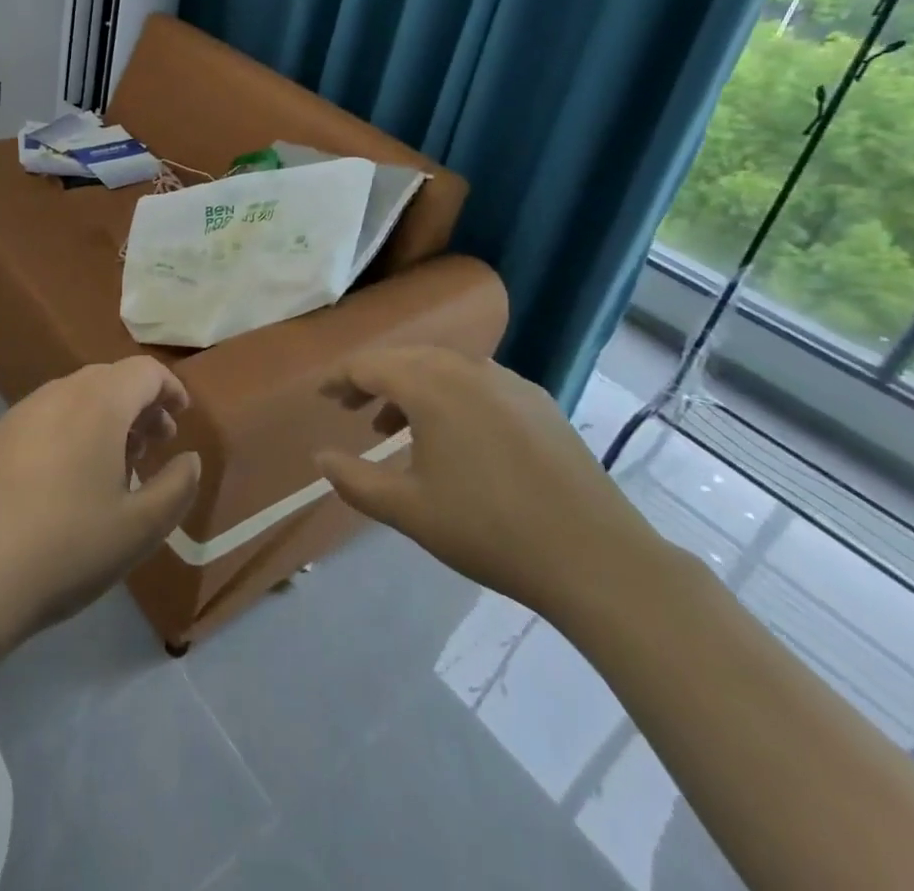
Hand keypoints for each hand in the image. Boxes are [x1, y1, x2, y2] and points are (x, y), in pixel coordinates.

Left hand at [0, 357, 202, 643]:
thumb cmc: (69, 547)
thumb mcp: (141, 527)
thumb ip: (178, 486)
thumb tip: (189, 459)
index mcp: (98, 403)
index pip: (144, 371)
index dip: (170, 389)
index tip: (182, 420)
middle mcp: (59, 393)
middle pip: (111, 379)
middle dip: (140, 405)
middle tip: (154, 446)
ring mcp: (23, 412)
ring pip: (78, 395)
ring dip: (107, 416)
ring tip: (116, 466)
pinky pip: (49, 415)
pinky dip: (74, 427)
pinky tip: (71, 478)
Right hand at [316, 346, 658, 622]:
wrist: (594, 556)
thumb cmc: (488, 529)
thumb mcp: (408, 510)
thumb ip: (354, 480)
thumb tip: (320, 457)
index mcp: (430, 385)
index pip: (369, 366)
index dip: (339, 379)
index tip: (322, 397)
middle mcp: (467, 368)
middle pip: (405, 358)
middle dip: (373, 380)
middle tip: (351, 408)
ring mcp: (508, 381)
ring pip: (443, 367)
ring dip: (412, 388)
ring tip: (395, 429)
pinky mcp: (538, 401)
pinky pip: (478, 382)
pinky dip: (450, 396)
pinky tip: (455, 436)